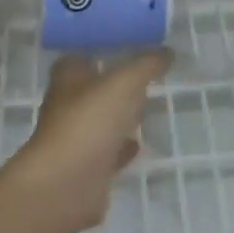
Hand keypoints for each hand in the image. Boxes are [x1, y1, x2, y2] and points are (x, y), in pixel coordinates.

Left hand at [1, 50, 170, 232]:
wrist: (66, 185)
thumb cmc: (89, 122)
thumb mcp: (124, 83)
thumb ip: (146, 65)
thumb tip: (166, 51)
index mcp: (68, 77)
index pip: (83, 55)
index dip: (103, 50)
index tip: (130, 47)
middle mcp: (66, 105)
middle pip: (93, 89)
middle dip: (116, 85)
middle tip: (145, 79)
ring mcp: (74, 138)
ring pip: (100, 121)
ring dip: (119, 117)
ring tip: (147, 109)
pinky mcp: (85, 169)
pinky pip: (107, 152)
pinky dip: (121, 148)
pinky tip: (138, 145)